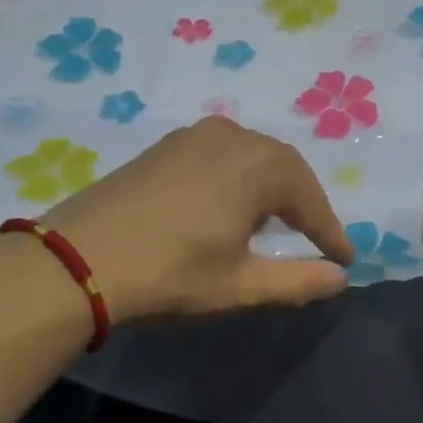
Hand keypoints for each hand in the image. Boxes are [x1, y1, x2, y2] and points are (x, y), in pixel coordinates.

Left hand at [41, 116, 352, 322]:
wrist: (77, 260)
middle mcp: (231, 136)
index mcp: (258, 165)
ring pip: (250, 158)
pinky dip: (237, 180)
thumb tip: (339, 278)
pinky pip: (219, 156)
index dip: (330, 232)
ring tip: (274, 225)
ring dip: (270, 190)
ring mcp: (192, 136)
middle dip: (303, 205)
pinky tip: (227, 207)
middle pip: (283, 169)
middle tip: (315, 240)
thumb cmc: (170, 273)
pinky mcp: (163, 146)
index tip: (345, 259)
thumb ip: (298, 281)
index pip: (310, 199)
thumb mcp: (241, 285)